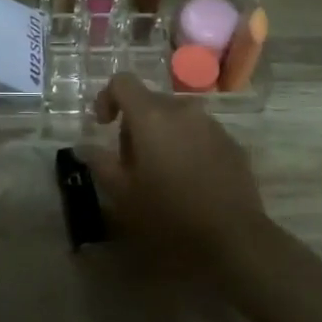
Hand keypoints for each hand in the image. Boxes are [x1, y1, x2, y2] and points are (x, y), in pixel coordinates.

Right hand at [87, 73, 264, 262]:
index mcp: (151, 116)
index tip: (103, 126)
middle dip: (135, 124)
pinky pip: (199, 132)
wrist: (235, 238)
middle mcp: (182, 109)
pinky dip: (187, 145)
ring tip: (162, 173)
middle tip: (131, 163)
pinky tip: (190, 180)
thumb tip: (87, 147)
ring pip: (176, 117)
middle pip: (149, 101)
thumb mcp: (123, 195)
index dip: (107, 97)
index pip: (123, 82)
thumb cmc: (170, 216)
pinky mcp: (231, 142)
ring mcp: (211, 124)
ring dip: (162, 134)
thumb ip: (101, 164)